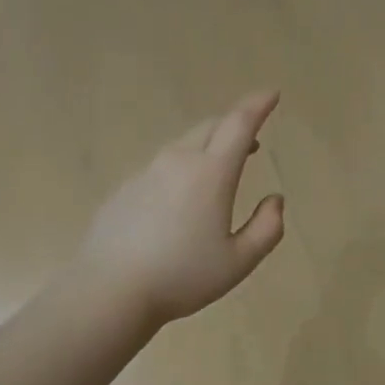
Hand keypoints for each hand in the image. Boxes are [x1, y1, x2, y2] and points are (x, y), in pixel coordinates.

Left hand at [77, 91, 285, 327]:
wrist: (109, 290)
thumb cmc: (182, 277)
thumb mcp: (239, 262)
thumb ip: (267, 229)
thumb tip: (275, 200)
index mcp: (211, 173)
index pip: (239, 124)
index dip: (258, 105)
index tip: (271, 94)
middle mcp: (178, 162)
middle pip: (209, 127)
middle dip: (233, 126)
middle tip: (250, 141)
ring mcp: (146, 173)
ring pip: (183, 146)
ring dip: (206, 149)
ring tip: (217, 173)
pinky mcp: (124, 190)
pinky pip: (160, 169)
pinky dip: (180, 171)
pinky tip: (178, 205)